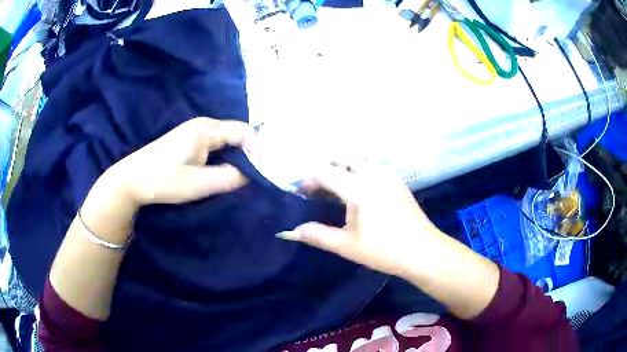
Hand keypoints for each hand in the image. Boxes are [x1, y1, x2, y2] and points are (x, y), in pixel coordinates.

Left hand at [104, 117, 253, 206]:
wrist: (131, 179)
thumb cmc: (162, 180)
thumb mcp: (197, 184)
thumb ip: (228, 178)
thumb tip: (250, 175)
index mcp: (206, 130)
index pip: (244, 132)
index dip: (259, 149)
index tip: (267, 170)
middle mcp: (203, 124)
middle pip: (237, 133)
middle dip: (251, 152)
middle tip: (261, 173)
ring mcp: (194, 131)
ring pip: (227, 138)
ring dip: (239, 154)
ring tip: (248, 173)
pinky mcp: (188, 140)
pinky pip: (216, 143)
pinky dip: (227, 154)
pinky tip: (227, 168)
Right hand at [278, 163, 443, 277]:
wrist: (423, 252)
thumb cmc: (384, 250)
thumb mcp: (346, 246)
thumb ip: (317, 235)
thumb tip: (292, 231)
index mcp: (358, 188)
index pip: (325, 172)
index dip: (309, 180)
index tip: (302, 194)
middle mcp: (373, 174)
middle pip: (342, 160)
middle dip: (325, 170)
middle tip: (318, 191)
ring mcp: (388, 176)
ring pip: (359, 161)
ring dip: (343, 169)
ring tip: (336, 190)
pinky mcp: (398, 182)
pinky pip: (373, 167)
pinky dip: (359, 172)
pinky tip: (359, 192)